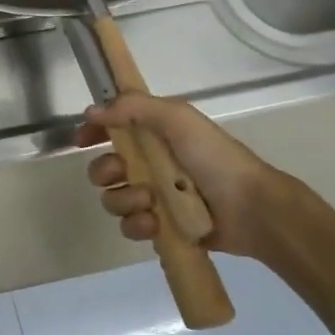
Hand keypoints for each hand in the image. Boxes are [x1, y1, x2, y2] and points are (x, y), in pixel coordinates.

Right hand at [76, 94, 281, 259]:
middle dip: (105, 172)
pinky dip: (137, 225)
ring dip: (125, 200)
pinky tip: (155, 223)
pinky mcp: (160, 227)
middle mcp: (150, 165)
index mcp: (155, 136)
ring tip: (151, 203)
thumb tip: (92, 111)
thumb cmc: (216, 159)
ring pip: (113, 199)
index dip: (94, 132)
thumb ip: (134, 107)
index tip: (82, 140)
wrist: (252, 209)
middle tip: (122, 174)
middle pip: (103, 169)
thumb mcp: (178, 119)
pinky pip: (129, 226)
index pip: (112, 129)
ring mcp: (154, 198)